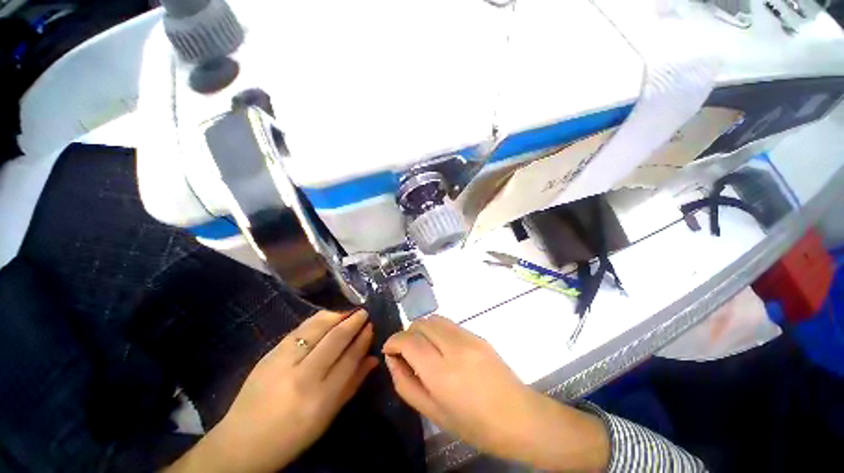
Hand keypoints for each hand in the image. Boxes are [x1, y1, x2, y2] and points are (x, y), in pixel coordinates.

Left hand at [167, 309, 377, 472]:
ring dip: (336, 316)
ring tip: (348, 312)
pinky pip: (299, 330)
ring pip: (317, 329)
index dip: (363, 339)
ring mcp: (284, 363)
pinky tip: (327, 316)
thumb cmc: (292, 436)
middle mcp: (304, 377)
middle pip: (335, 340)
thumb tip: (373, 359)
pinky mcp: (269, 355)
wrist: (242, 442)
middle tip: (364, 313)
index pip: (349, 358)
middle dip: (353, 322)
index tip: (371, 326)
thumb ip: (352, 384)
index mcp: (321, 398)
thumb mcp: (327, 417)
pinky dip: (317, 320)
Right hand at [383, 316, 609, 470]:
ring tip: (423, 348)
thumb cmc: (474, 425)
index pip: (409, 340)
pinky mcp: (478, 335)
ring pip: (434, 319)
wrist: (519, 417)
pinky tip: (441, 348)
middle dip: (407, 333)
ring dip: (422, 329)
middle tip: (406, 352)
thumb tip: (392, 359)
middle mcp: (454, 347)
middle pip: (421, 323)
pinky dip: (437, 330)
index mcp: (442, 373)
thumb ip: (406, 383)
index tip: (389, 350)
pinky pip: (449, 324)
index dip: (393, 341)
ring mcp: (469, 338)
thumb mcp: (433, 413)